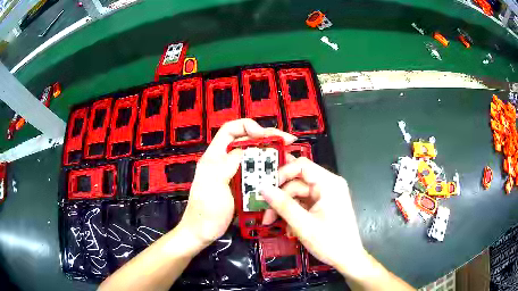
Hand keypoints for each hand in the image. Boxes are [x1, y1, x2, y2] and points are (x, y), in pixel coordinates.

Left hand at [177, 119, 296, 250]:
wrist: (203, 232)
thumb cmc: (205, 210)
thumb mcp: (213, 185)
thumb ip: (226, 164)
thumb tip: (243, 149)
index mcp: (215, 156)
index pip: (230, 130)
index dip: (248, 126)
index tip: (265, 134)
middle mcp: (225, 161)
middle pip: (246, 141)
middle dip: (267, 138)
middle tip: (287, 142)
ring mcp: (234, 174)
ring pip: (254, 157)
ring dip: (270, 154)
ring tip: (288, 156)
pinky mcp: (241, 186)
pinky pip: (257, 173)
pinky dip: (268, 171)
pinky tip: (280, 173)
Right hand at [261, 157, 367, 278]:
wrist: (347, 258)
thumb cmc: (330, 241)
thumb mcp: (303, 224)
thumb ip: (283, 205)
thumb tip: (263, 188)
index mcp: (329, 184)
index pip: (302, 166)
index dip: (282, 173)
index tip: (266, 187)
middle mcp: (328, 185)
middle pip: (297, 183)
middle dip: (280, 198)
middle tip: (265, 212)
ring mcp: (325, 196)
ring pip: (298, 195)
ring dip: (284, 208)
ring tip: (272, 222)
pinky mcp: (323, 206)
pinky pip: (303, 204)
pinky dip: (293, 214)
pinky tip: (288, 228)